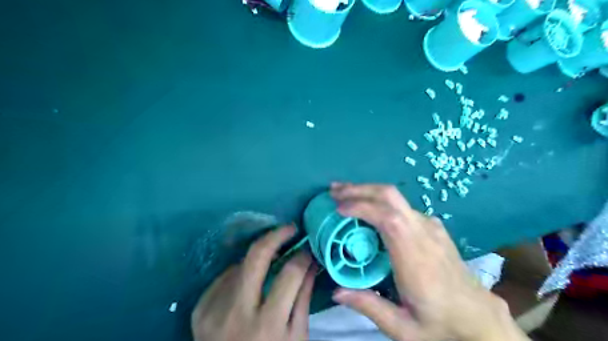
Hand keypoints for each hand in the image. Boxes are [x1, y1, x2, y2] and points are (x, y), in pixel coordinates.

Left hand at [191, 227, 316, 340]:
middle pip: (256, 256)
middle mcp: (237, 313)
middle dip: (276, 235)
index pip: (290, 274)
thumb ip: (303, 297)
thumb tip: (310, 263)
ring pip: (240, 263)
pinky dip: (240, 272)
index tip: (307, 246)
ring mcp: (213, 310)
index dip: (302, 255)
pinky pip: (224, 277)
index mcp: (267, 324)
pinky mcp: (200, 309)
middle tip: (290, 228)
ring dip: (259, 256)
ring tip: (271, 259)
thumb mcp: (296, 337)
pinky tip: (249, 280)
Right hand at [327, 184, 527, 340]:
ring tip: (345, 194)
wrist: (481, 320)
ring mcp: (430, 226)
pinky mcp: (433, 227)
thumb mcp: (404, 328)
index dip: (361, 206)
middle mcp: (424, 233)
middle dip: (359, 189)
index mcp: (415, 256)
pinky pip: (402, 206)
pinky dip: (380, 200)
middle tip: (334, 191)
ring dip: (367, 191)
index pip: (387, 218)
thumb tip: (336, 291)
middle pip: (390, 196)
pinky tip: (369, 208)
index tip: (338, 208)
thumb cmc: (442, 324)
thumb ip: (369, 307)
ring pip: (396, 197)